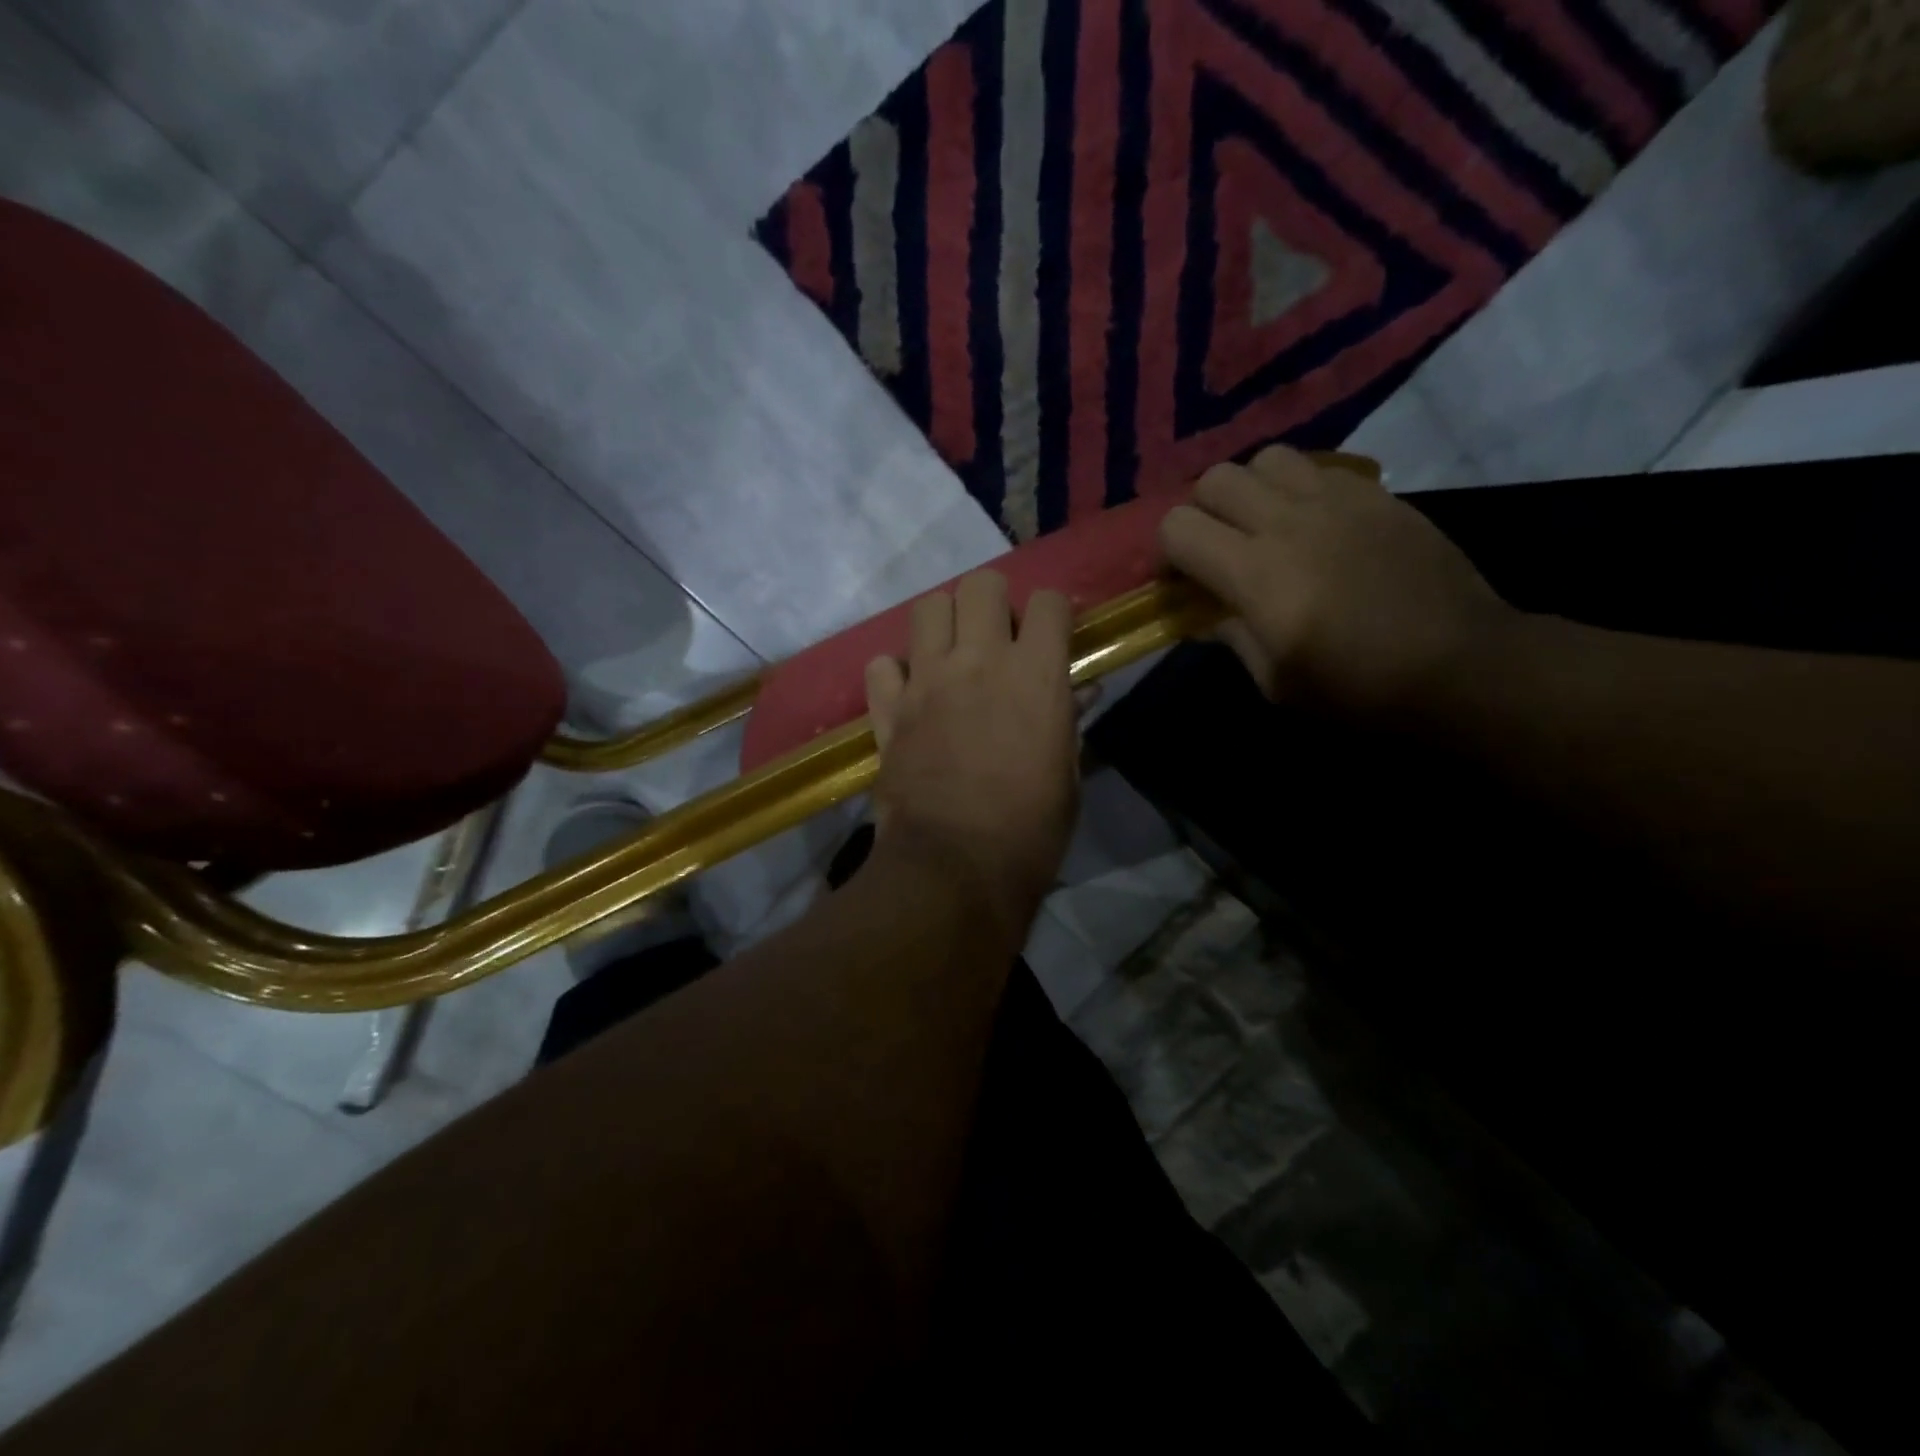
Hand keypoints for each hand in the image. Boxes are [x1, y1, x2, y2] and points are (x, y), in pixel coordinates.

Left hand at [864, 572, 1077, 930]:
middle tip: (997, 637)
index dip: (1052, 612)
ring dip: (944, 623)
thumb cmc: (1030, 829)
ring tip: (952, 655)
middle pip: (979, 584)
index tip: (1051, 634)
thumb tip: (1077, 691)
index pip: (1047, 601)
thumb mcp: (1067, 775)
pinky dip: (895, 673)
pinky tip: (910, 694)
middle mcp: (978, 661)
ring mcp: (926, 682)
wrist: (956, 867)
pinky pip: (881, 665)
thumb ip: (1068, 720)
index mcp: (1035, 674)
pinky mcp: (888, 710)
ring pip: (927, 608)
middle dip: (993, 601)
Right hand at [1159, 446, 1511, 716]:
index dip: (1167, 553)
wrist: (1459, 664)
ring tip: (1263, 526)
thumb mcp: (1275, 680)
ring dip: (1250, 490)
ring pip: (1265, 460)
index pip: (1177, 527)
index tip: (1181, 581)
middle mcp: (1288, 521)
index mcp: (1255, 573)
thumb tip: (1200, 616)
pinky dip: (1297, 488)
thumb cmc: (1357, 687)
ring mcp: (1336, 498)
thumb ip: (1230, 635)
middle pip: (1214, 480)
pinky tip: (1313, 524)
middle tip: (1218, 549)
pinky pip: (1316, 467)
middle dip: (1201, 513)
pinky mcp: (1375, 493)